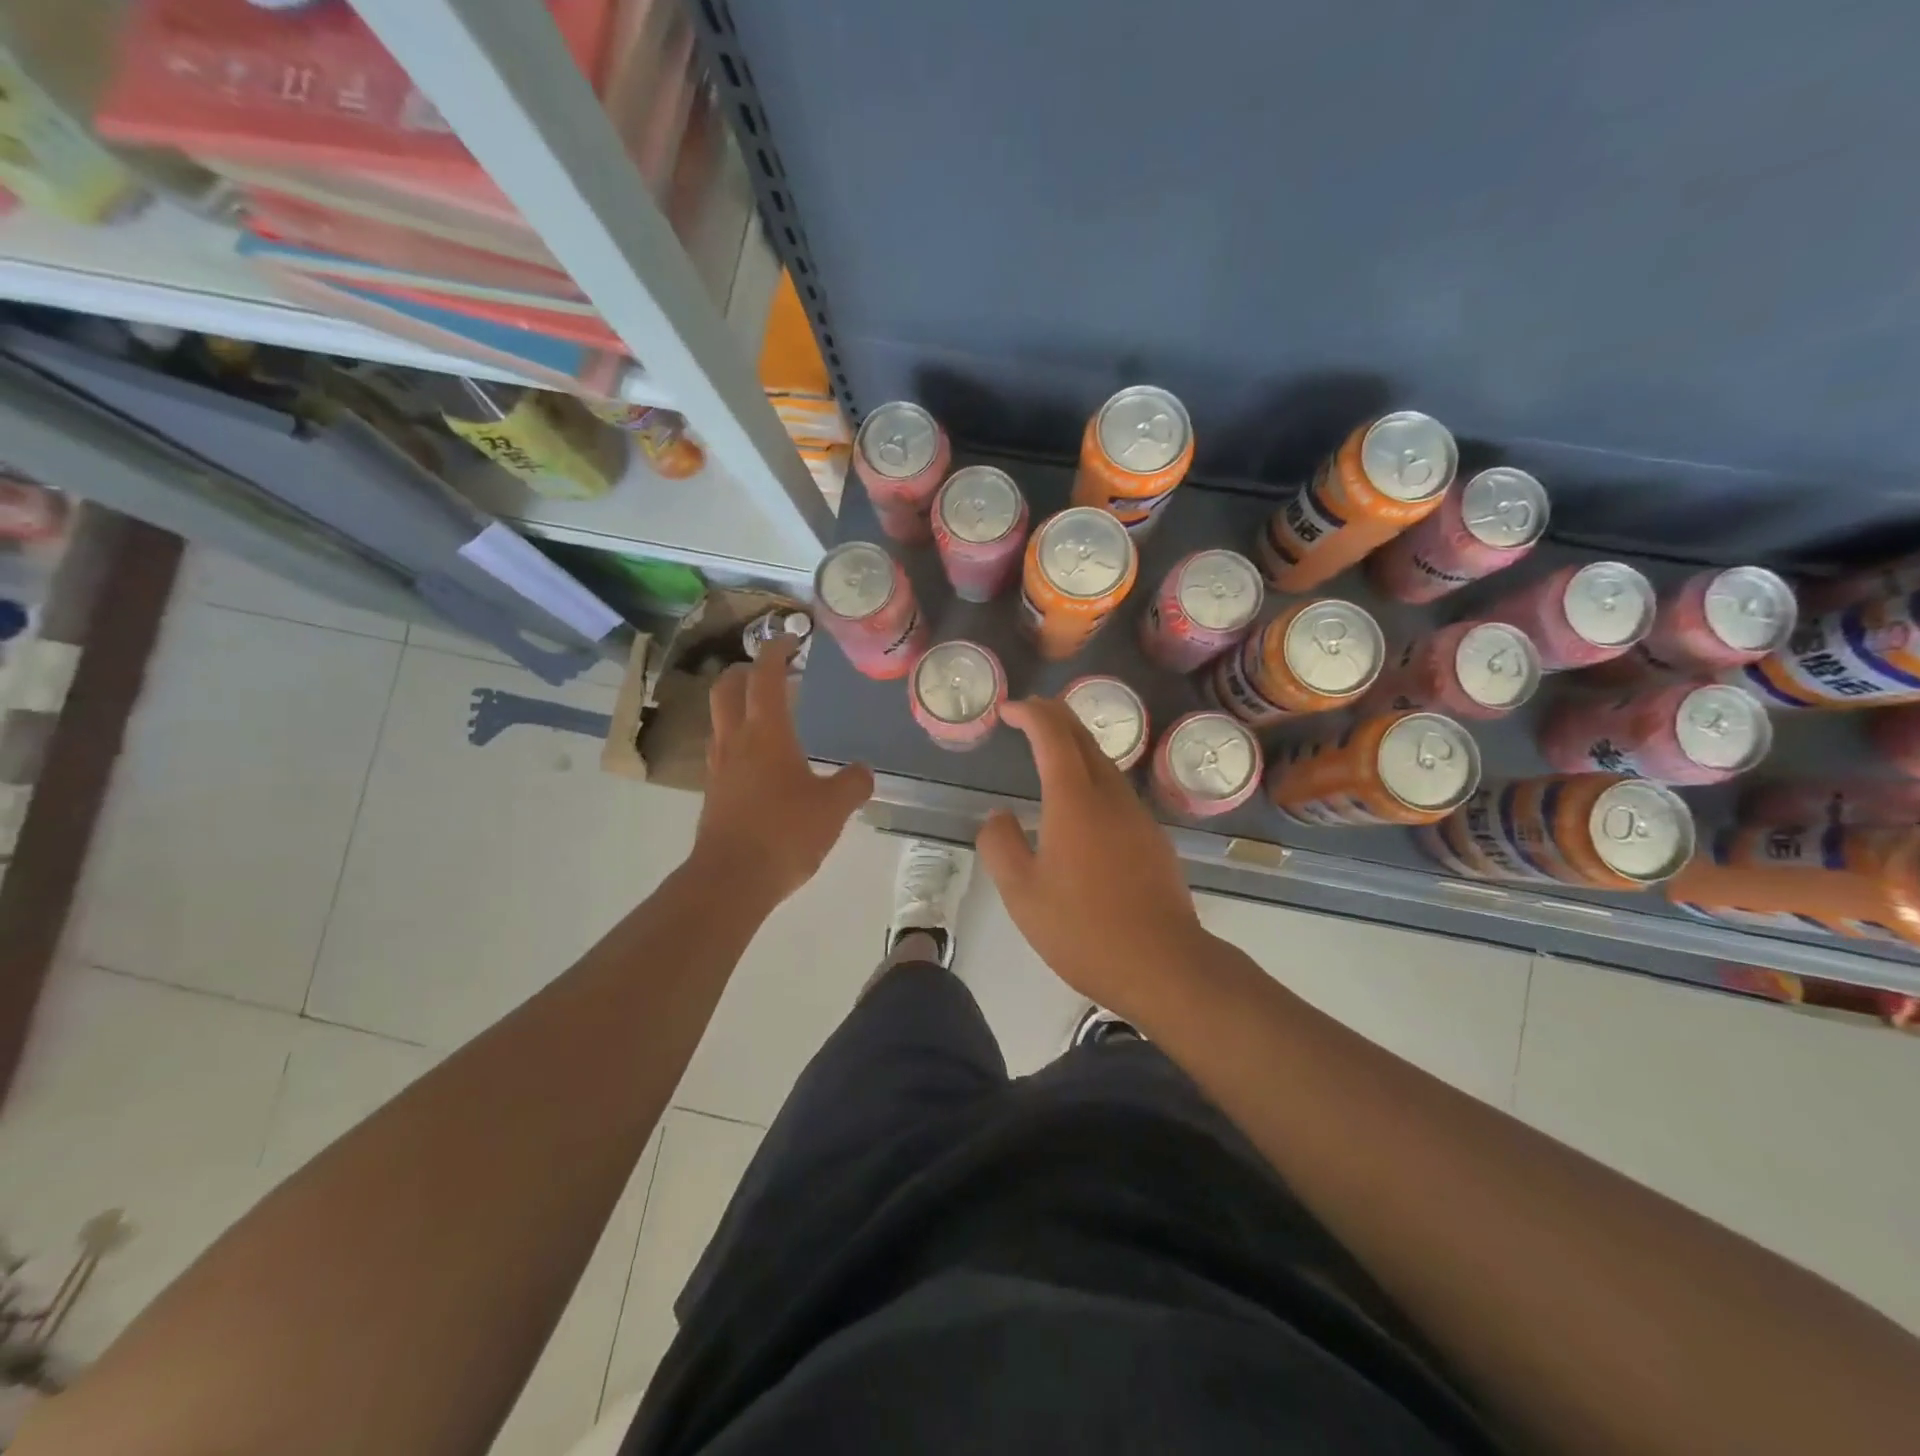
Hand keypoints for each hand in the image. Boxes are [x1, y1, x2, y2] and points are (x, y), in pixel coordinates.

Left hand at [693, 638, 872, 902]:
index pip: (764, 676)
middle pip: (727, 688)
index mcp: (766, 733)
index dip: (775, 651)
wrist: (732, 879)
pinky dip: (738, 739)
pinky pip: (723, 750)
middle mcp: (736, 740)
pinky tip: (761, 761)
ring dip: (739, 704)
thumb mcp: (833, 807)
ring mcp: (719, 766)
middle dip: (745, 670)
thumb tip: (863, 771)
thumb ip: (853, 783)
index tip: (790, 639)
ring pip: (720, 718)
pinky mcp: (714, 792)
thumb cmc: (785, 833)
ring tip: (767, 714)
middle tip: (770, 671)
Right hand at [976, 697, 1206, 1017]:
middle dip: (1055, 716)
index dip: (1030, 714)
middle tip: (1029, 713)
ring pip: (1105, 763)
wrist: (1163, 964)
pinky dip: (1093, 775)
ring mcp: (1137, 816)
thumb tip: (998, 816)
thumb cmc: (1083, 929)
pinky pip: (1118, 790)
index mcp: (1074, 801)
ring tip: (1051, 748)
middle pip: (1084, 738)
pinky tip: (1082, 802)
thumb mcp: (1022, 893)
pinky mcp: (1153, 839)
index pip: (1053, 736)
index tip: (1008, 710)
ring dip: (1076, 744)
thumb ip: (1001, 845)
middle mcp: (1110, 796)